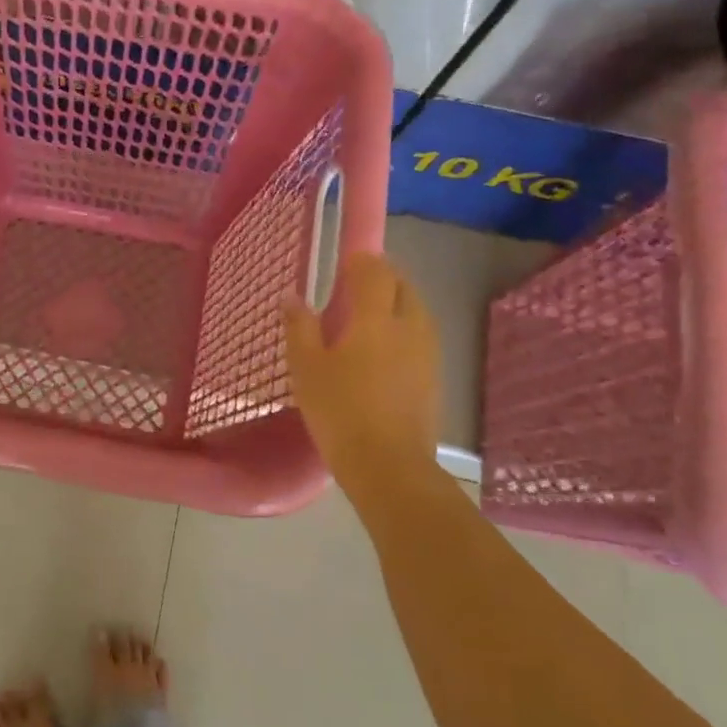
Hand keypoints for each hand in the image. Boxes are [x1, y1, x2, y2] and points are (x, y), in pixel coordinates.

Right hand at [283, 252, 441, 487]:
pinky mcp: (434, 376)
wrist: (388, 465)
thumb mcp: (306, 369)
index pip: (375, 271)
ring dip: (396, 302)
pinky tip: (385, 350)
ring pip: (416, 310)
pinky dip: (404, 329)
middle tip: (355, 286)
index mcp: (375, 318)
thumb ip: (299, 327)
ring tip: (369, 316)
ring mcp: (427, 352)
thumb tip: (292, 295)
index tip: (345, 261)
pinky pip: (420, 335)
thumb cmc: (340, 412)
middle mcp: (409, 326)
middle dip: (382, 277)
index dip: (362, 260)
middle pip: (403, 285)